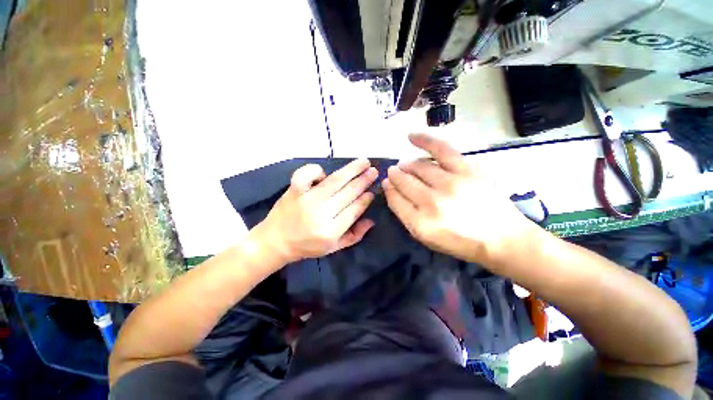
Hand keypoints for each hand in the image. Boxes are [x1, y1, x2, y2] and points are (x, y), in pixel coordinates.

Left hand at [256, 159, 377, 263]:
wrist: (275, 242)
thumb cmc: (307, 246)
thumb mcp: (333, 248)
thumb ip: (354, 236)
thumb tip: (371, 220)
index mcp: (331, 231)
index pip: (354, 210)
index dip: (365, 199)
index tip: (373, 191)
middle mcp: (321, 214)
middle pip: (348, 193)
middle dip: (364, 181)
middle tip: (374, 171)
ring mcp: (307, 200)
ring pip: (334, 181)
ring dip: (351, 170)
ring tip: (364, 162)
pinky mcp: (294, 191)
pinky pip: (306, 174)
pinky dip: (315, 170)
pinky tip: (324, 172)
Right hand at [383, 134, 536, 263]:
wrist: (501, 239)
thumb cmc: (459, 241)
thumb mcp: (426, 238)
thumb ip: (405, 214)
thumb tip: (391, 188)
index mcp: (420, 222)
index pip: (394, 198)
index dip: (388, 189)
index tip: (387, 183)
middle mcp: (431, 202)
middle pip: (404, 181)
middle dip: (395, 175)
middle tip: (394, 172)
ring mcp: (449, 184)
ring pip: (418, 167)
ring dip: (406, 165)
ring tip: (405, 165)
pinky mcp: (466, 170)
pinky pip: (440, 149)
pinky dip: (423, 140)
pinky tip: (411, 136)